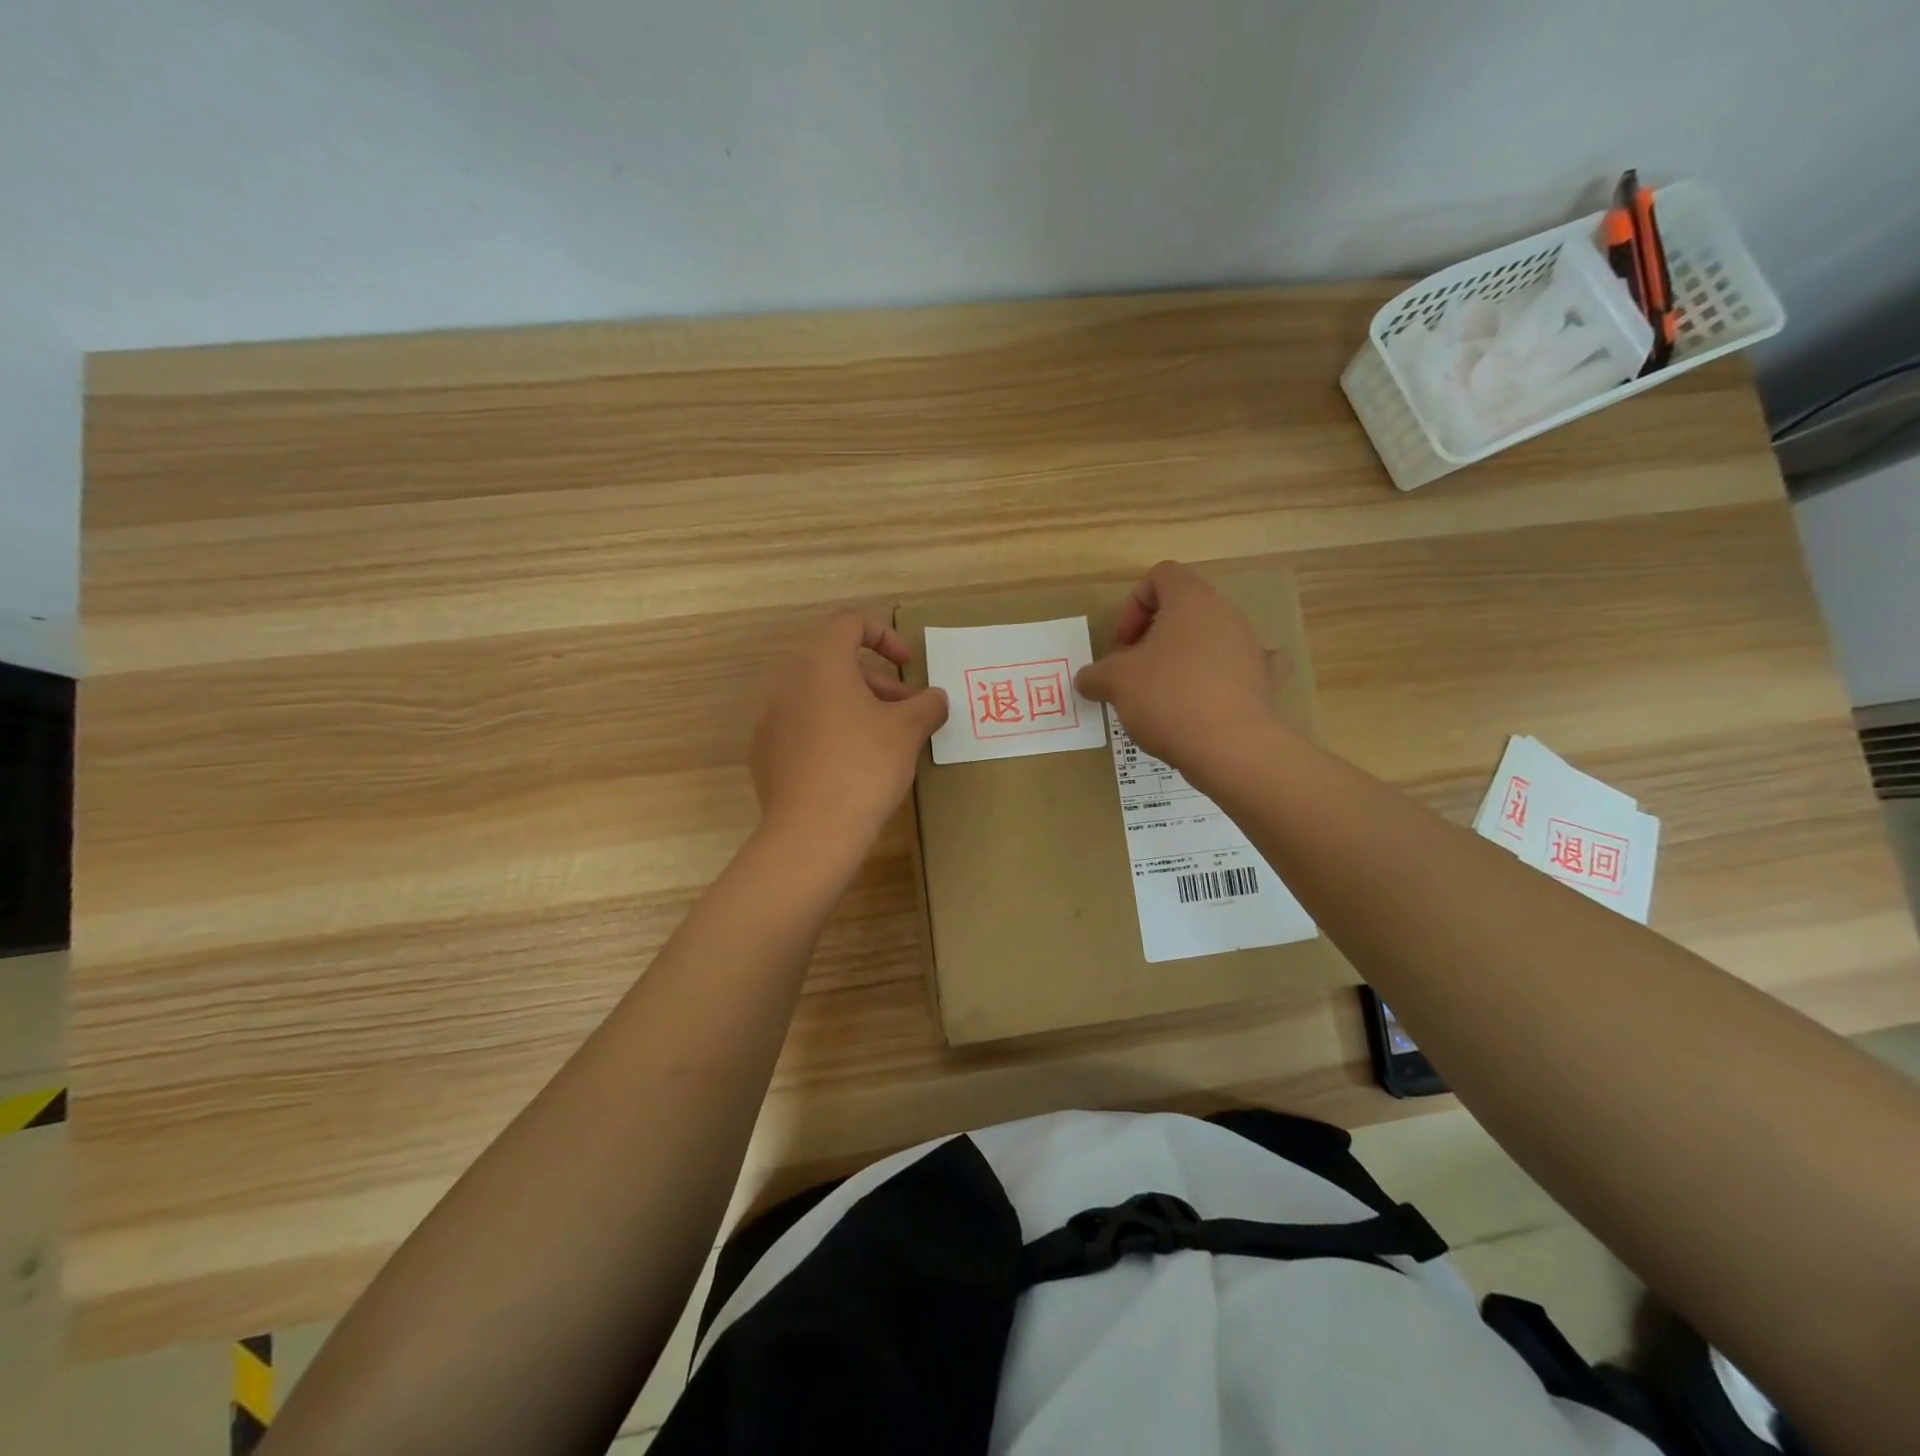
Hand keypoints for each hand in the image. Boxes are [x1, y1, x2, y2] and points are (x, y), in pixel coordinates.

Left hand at [751, 612, 948, 860]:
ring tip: (886, 741)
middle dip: (878, 682)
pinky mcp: (766, 753)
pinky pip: (804, 727)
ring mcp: (772, 718)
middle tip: (908, 711)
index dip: (884, 635)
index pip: (849, 623)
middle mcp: (788, 682)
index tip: (908, 665)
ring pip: (820, 697)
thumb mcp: (908, 731)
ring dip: (857, 707)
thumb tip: (935, 698)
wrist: (811, 832)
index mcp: (821, 663)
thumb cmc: (864, 766)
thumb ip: (927, 705)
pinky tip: (853, 767)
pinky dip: (832, 732)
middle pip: (836, 663)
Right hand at [1075, 561, 1281, 772]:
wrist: (1229, 746)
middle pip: (1185, 610)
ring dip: (1183, 659)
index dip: (1134, 605)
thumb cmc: (1167, 697)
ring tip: (1163, 696)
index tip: (1123, 644)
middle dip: (1155, 637)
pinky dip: (1221, 680)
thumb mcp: (1115, 682)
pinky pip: (1239, 670)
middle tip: (1135, 671)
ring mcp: (1250, 647)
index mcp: (1191, 600)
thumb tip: (1086, 679)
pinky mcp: (1263, 681)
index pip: (1161, 576)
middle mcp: (1226, 614)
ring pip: (1209, 640)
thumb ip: (1096, 674)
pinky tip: (1209, 701)